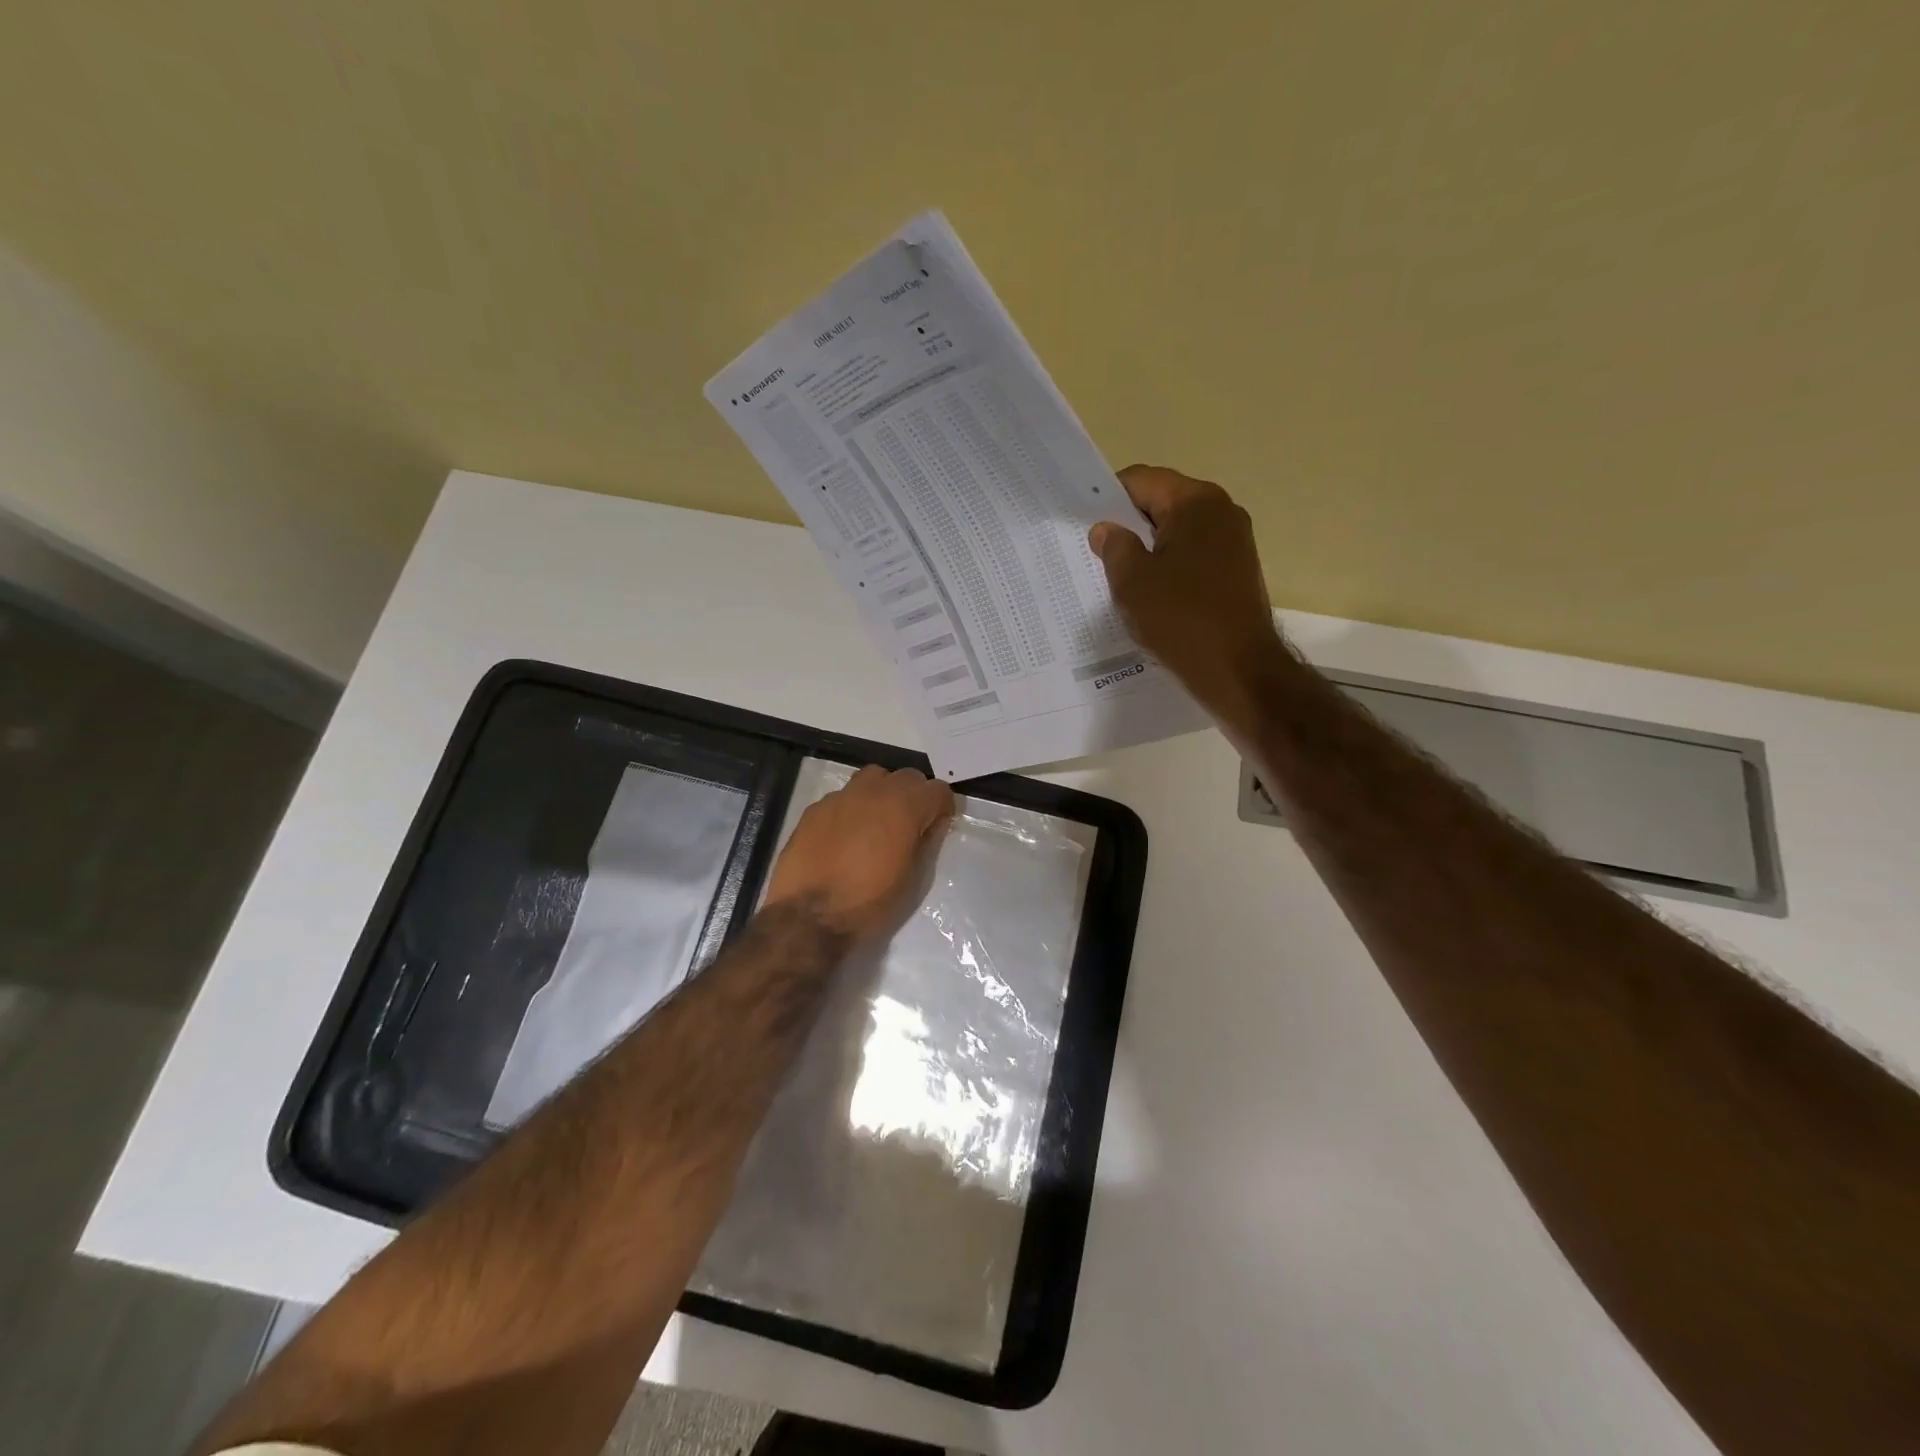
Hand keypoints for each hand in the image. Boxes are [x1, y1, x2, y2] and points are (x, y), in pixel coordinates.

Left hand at [762, 765, 955, 940]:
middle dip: (915, 795)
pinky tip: (845, 835)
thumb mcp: (913, 880)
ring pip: (873, 777)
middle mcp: (875, 791)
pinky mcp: (815, 808)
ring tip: (878, 822)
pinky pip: (843, 796)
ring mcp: (841, 796)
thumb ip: (927, 843)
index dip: (943, 806)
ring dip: (883, 792)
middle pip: (906, 776)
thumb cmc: (870, 903)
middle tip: (911, 823)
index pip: (938, 789)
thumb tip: (934, 824)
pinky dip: (853, 808)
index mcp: (905, 807)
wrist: (808, 917)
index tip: (938, 825)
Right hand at [1090, 464, 1286, 715]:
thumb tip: (1106, 529)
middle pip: (1162, 503)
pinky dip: (1168, 567)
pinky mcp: (1237, 570)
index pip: (1141, 481)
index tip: (1083, 522)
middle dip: (1128, 524)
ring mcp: (1234, 541)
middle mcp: (1221, 510)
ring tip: (1118, 577)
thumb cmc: (1180, 619)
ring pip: (1177, 532)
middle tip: (1094, 552)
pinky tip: (1149, 594)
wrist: (1238, 670)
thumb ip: (1114, 547)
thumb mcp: (1132, 582)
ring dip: (1148, 549)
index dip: (1107, 498)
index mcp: (1195, 502)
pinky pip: (1193, 556)